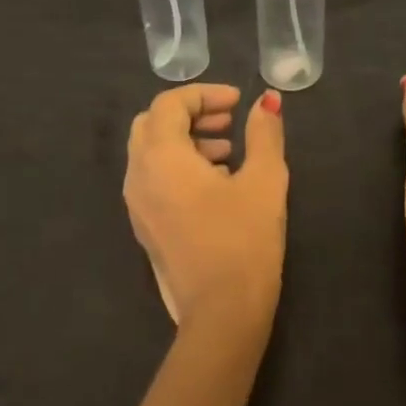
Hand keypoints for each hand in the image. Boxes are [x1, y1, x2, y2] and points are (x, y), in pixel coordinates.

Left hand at [125, 83, 287, 328]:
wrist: (221, 311)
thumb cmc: (245, 239)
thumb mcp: (264, 180)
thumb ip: (264, 134)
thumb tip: (268, 101)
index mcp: (161, 157)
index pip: (169, 104)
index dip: (204, 94)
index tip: (238, 102)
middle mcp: (138, 176)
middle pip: (152, 125)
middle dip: (190, 115)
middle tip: (229, 122)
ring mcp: (137, 205)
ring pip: (151, 154)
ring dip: (186, 142)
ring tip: (229, 153)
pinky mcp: (145, 227)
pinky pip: (154, 180)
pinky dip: (179, 168)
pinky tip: (217, 185)